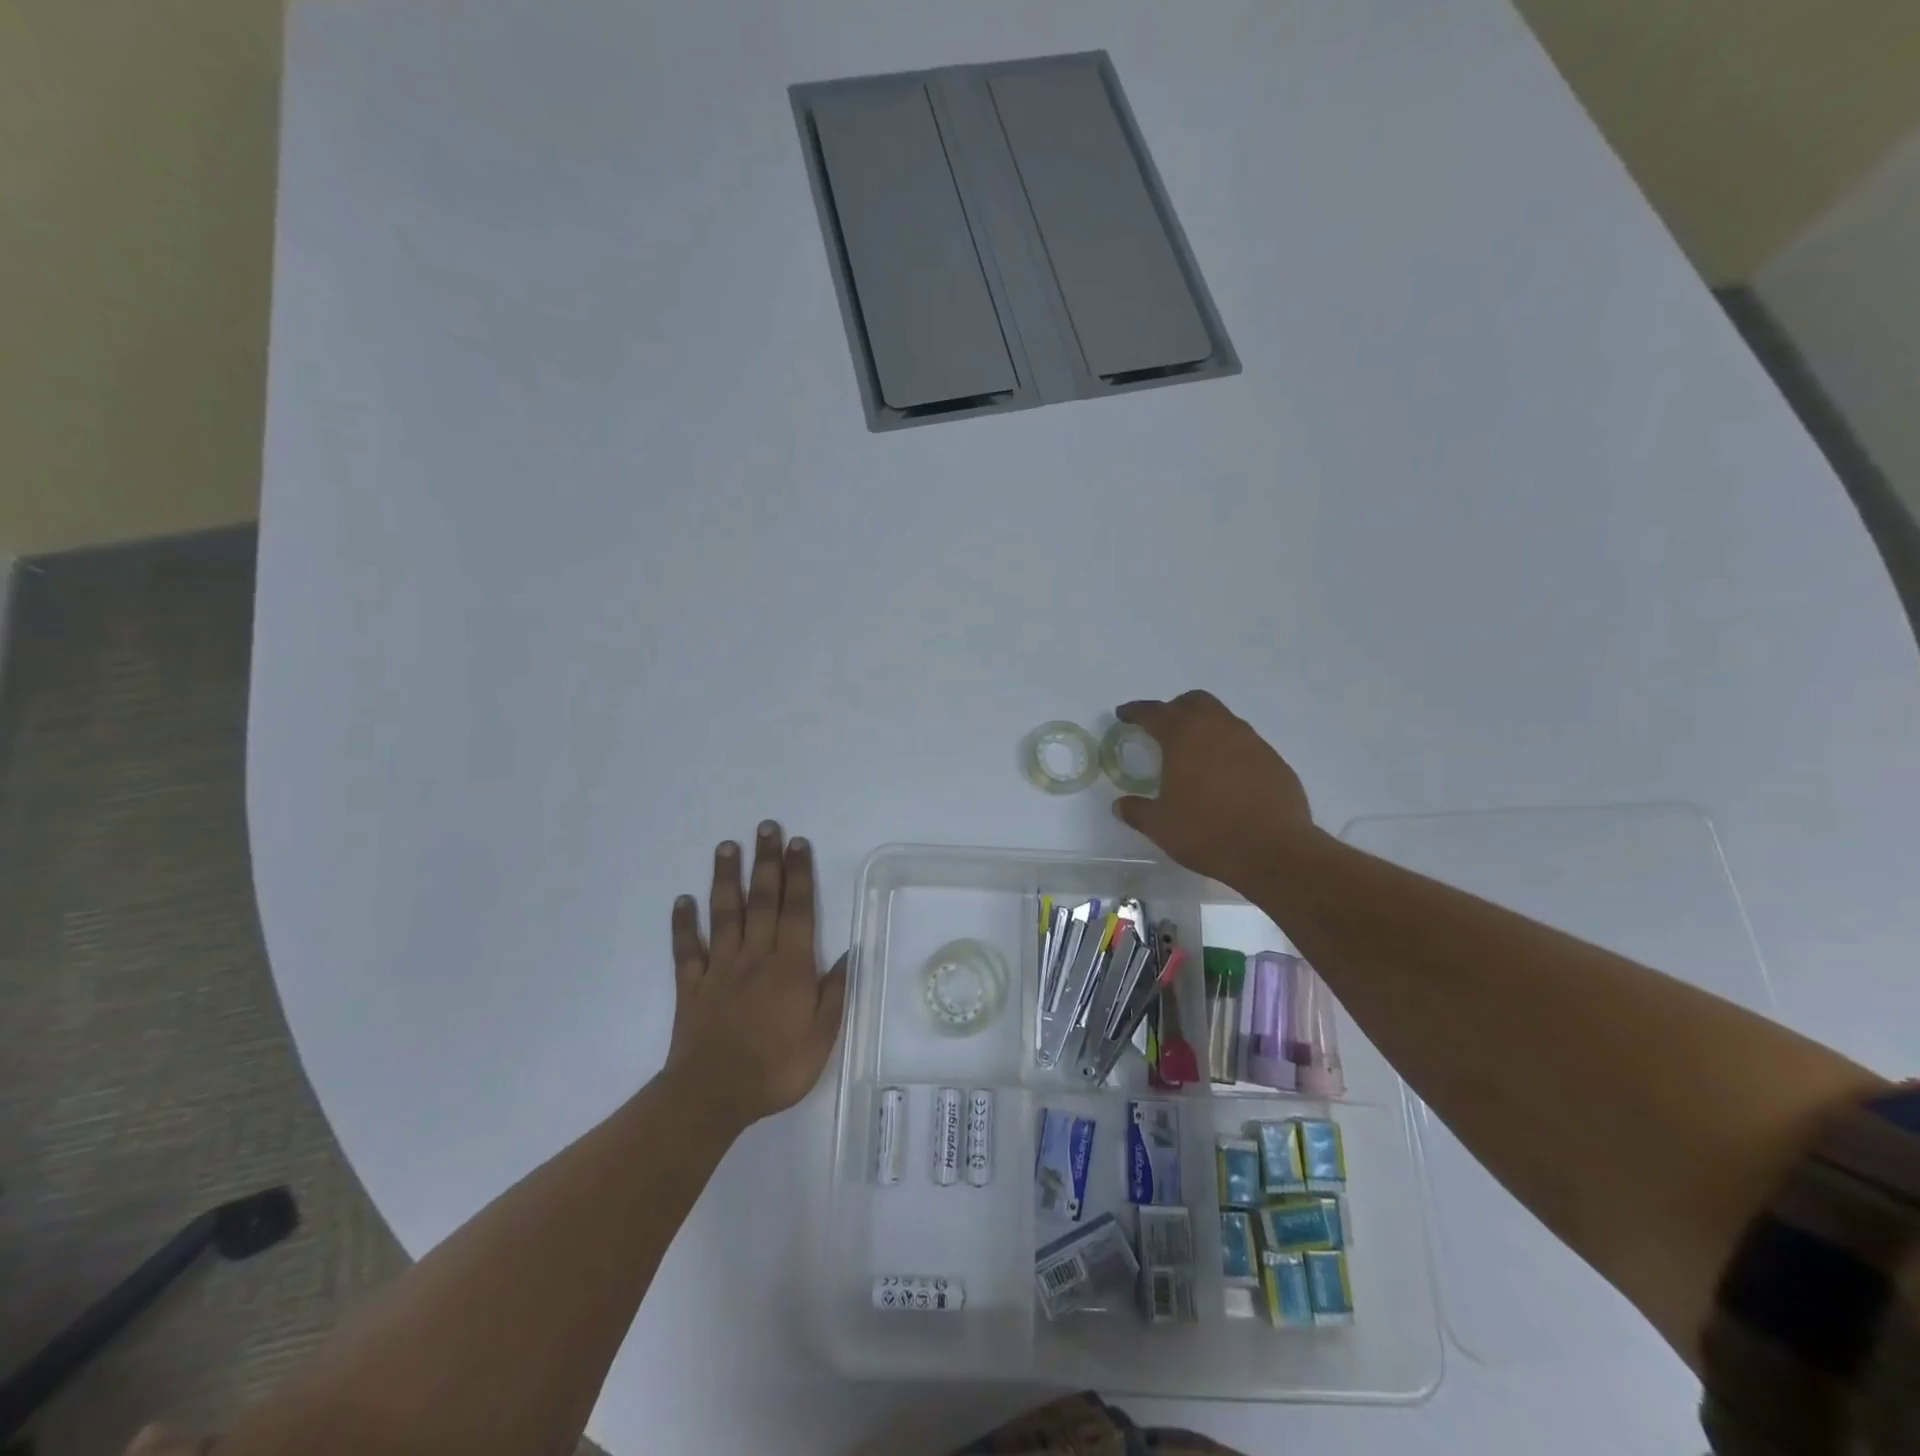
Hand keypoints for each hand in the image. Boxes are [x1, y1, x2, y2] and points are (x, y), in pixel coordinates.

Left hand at [666, 821, 847, 1128]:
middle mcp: (755, 956)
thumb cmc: (776, 1068)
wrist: (713, 1095)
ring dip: (726, 878)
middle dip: (766, 861)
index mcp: (790, 966)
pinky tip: (682, 901)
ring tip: (726, 846)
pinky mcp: (692, 986)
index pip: (798, 910)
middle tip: (766, 827)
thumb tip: (851, 953)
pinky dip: (683, 925)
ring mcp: (720, 968)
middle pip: (762, 900)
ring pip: (724, 914)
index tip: (797, 843)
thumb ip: (835, 992)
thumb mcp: (822, 1037)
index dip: (799, 874)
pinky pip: (687, 950)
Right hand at [1111, 691, 1319, 888]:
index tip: (1124, 714)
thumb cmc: (1207, 832)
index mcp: (1185, 737)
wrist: (1274, 851)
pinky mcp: (1274, 760)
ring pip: (1223, 719)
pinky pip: (1245, 743)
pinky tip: (1225, 776)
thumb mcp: (1161, 826)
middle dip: (1175, 709)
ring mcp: (1252, 742)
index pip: (1154, 712)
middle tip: (1163, 728)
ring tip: (1194, 754)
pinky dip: (1229, 749)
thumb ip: (1137, 811)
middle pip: (1194, 702)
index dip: (1136, 711)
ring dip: (1205, 728)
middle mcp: (1219, 729)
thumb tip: (1121, 805)